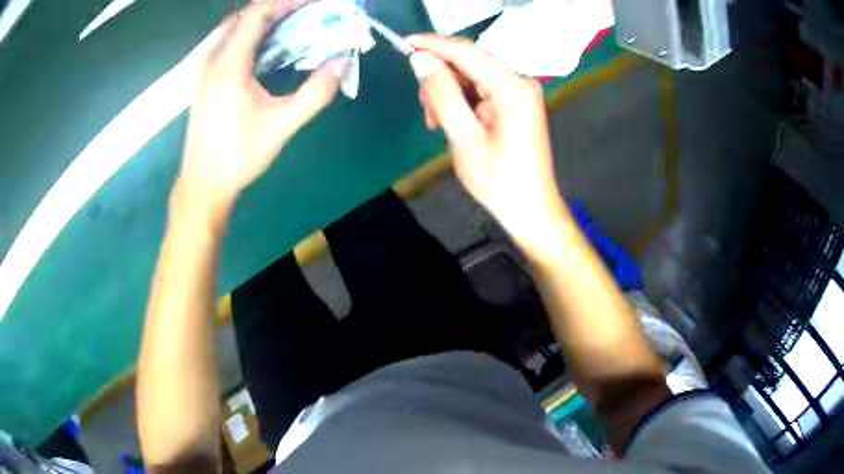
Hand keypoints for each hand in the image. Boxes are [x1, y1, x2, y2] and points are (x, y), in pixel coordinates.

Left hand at [176, 0, 347, 229]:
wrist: (203, 184)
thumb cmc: (238, 156)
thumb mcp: (281, 125)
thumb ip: (315, 93)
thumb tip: (343, 62)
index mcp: (229, 63)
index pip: (257, 12)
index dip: (286, 1)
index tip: (313, 3)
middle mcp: (214, 58)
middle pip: (246, 16)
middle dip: (278, 7)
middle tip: (309, 12)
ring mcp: (207, 69)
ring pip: (236, 28)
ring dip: (265, 20)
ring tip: (294, 22)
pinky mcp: (207, 79)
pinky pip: (230, 42)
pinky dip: (252, 34)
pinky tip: (270, 45)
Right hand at [407, 35, 568, 247]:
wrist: (531, 208)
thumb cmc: (499, 181)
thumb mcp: (464, 138)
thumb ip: (442, 94)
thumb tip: (420, 59)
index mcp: (512, 88)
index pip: (466, 51)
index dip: (433, 44)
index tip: (403, 43)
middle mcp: (519, 81)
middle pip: (469, 62)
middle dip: (440, 79)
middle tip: (427, 112)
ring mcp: (520, 91)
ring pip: (471, 75)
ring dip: (448, 93)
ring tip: (439, 124)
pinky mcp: (516, 101)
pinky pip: (481, 89)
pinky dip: (461, 101)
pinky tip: (454, 122)